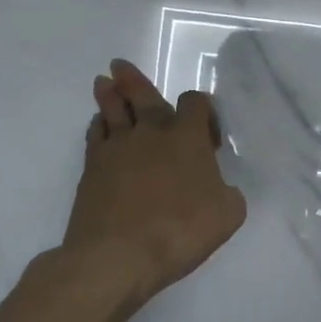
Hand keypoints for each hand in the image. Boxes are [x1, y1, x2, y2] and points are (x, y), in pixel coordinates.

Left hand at [43, 59, 247, 308]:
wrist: (117, 255)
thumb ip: (228, 193)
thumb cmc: (180, 230)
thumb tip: (219, 188)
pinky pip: (95, 136)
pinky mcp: (91, 169)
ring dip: (109, 95)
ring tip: (104, 82)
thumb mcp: (228, 214)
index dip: (203, 109)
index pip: (195, 103)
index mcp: (186, 137)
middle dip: (133, 80)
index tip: (208, 133)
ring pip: (112, 111)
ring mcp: (116, 148)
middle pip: (142, 95)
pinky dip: (98, 126)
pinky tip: (99, 125)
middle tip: (119, 66)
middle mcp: (151, 133)